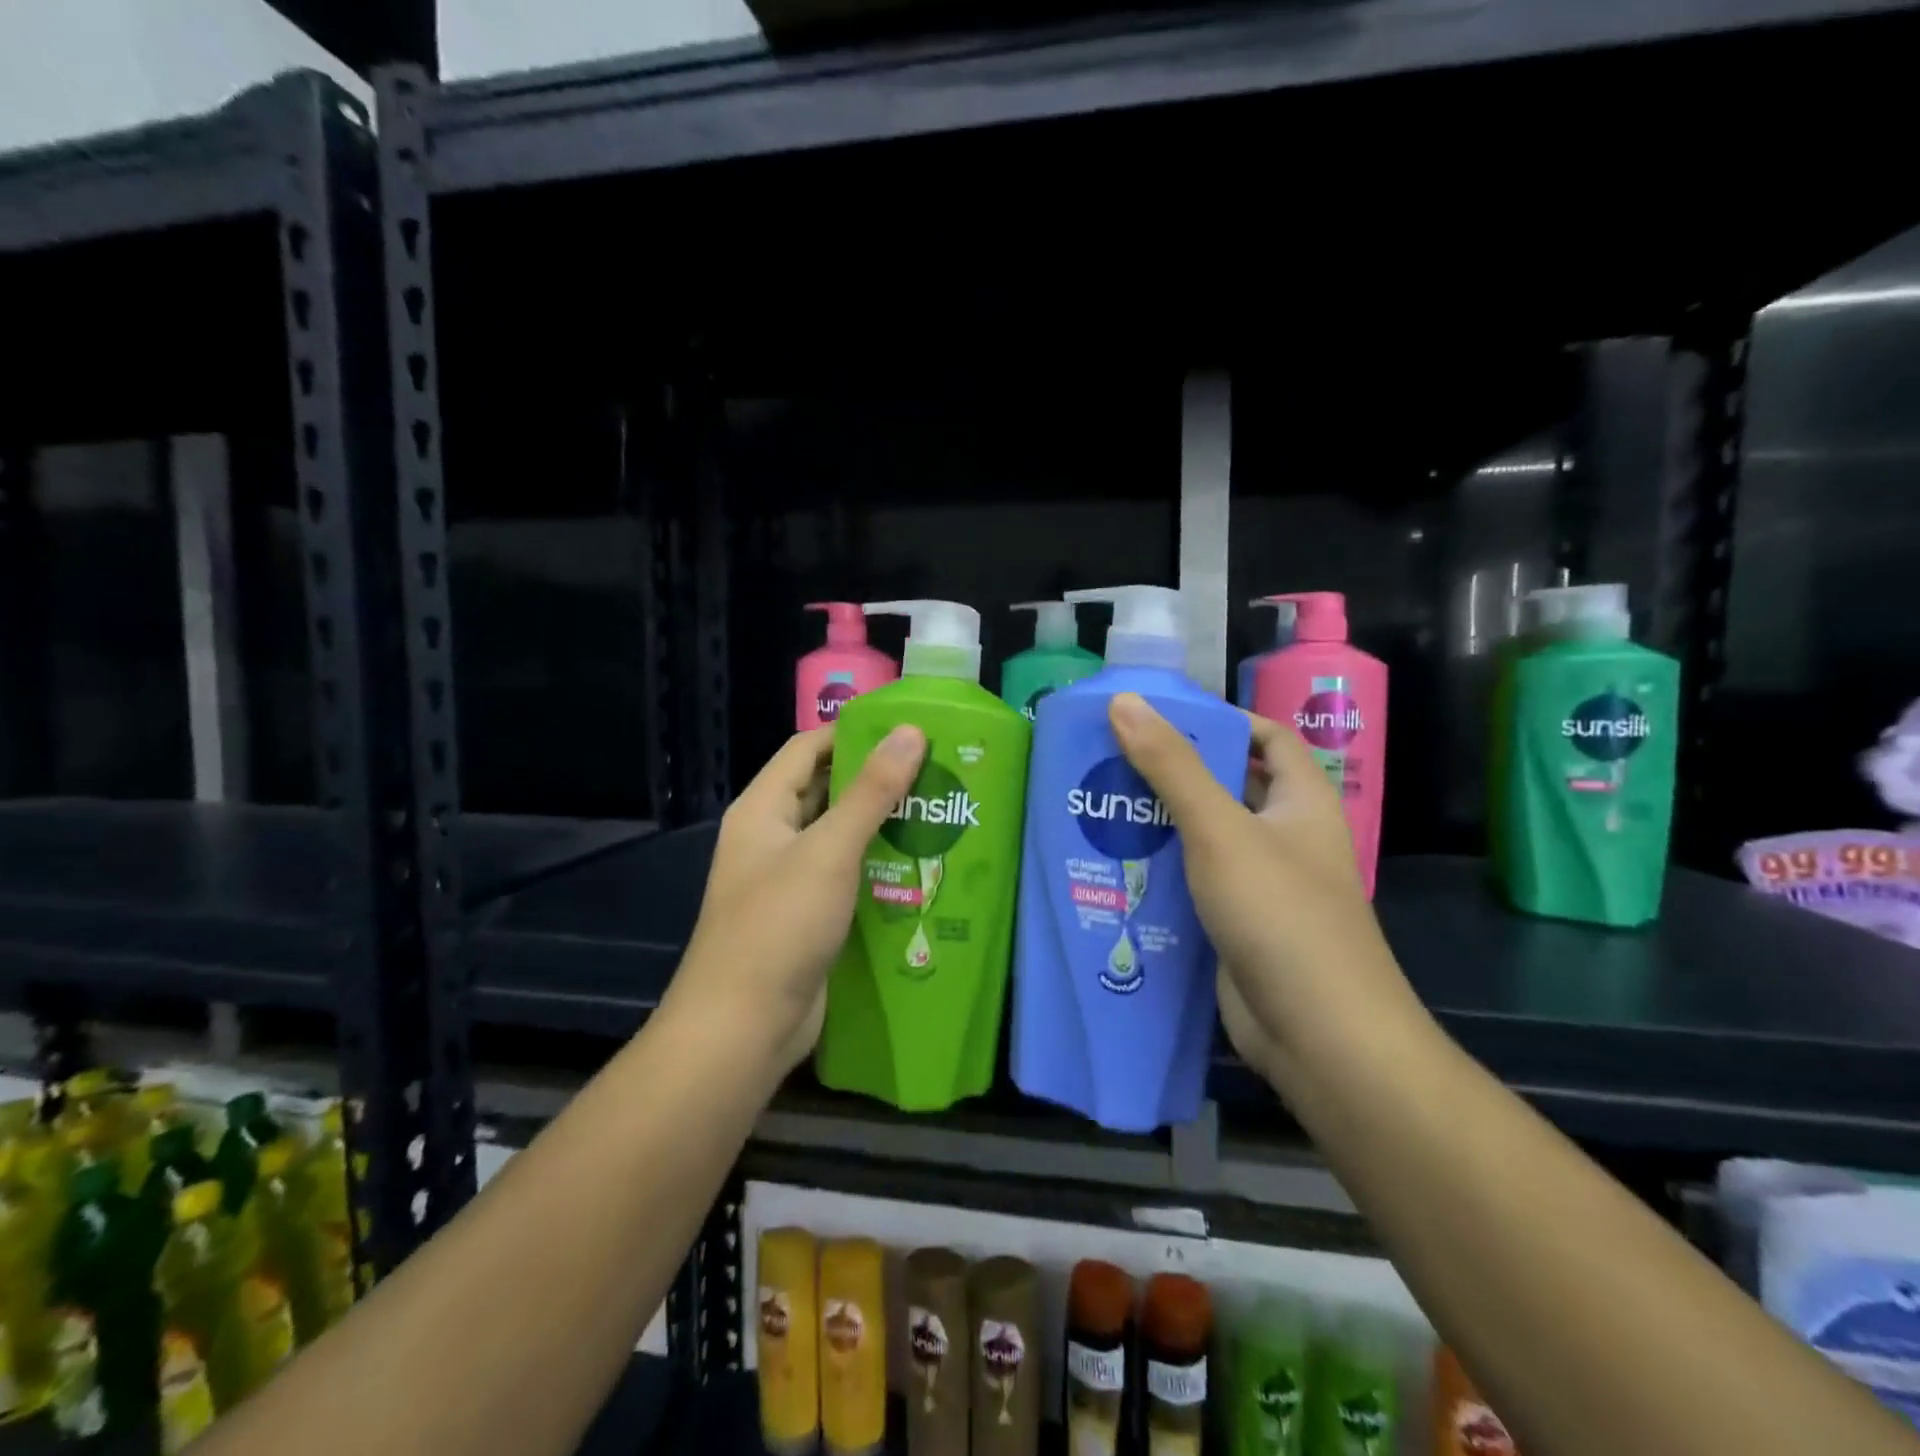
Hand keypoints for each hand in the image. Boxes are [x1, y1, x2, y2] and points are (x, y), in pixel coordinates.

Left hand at [674, 724, 926, 1071]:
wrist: (743, 1028)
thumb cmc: (779, 926)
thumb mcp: (829, 850)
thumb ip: (871, 791)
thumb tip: (910, 732)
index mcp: (763, 810)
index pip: (807, 749)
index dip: (852, 732)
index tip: (907, 728)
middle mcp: (772, 838)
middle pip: (825, 791)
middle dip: (876, 779)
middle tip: (934, 769)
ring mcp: (789, 880)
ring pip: (840, 836)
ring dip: (882, 824)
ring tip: (938, 810)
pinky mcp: (808, 916)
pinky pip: (846, 876)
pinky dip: (878, 866)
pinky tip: (921, 865)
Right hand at [1107, 693, 1420, 1083]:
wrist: (1320, 1037)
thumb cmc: (1280, 915)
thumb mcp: (1220, 829)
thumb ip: (1171, 766)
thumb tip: (1124, 701)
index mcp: (1301, 802)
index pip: (1269, 738)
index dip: (1223, 720)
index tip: (1162, 717)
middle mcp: (1286, 838)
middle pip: (1229, 786)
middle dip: (1175, 772)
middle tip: (1112, 758)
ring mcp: (1262, 886)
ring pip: (1205, 839)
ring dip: (1159, 824)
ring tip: (1099, 805)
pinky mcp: (1237, 927)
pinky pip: (1194, 884)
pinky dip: (1161, 872)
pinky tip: (1114, 866)